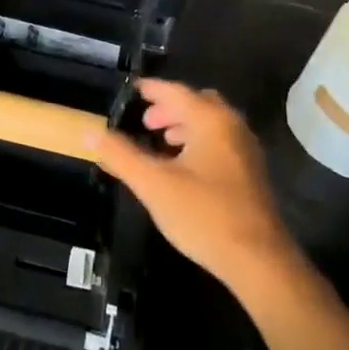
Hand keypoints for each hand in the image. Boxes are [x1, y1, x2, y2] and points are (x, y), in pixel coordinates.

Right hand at [92, 80, 298, 294]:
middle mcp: (232, 126)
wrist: (258, 260)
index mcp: (210, 120)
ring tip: (159, 142)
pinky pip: (220, 143)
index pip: (175, 91)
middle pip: (197, 103)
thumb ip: (120, 155)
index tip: (130, 90)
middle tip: (144, 121)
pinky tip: (182, 167)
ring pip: (211, 124)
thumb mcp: (153, 184)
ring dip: (184, 125)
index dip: (151, 89)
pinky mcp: (250, 174)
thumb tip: (90, 133)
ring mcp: (245, 150)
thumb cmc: (203, 215)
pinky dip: (198, 142)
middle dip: (169, 107)